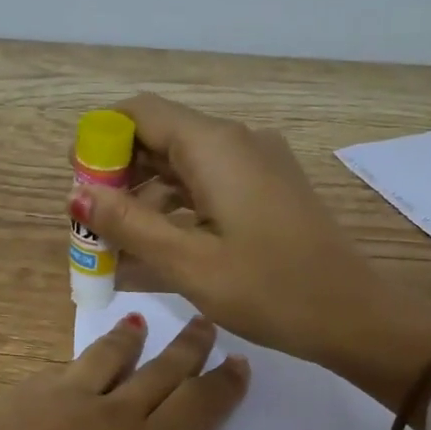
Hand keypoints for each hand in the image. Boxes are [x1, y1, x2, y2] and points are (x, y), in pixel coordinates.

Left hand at [0, 315, 263, 429]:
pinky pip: (66, 368)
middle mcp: (114, 415)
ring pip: (111, 360)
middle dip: (187, 350)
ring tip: (143, 322)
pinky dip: (83, 355)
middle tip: (206, 323)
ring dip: (132, 340)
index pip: (199, 409)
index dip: (222, 386)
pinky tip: (79, 359)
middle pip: (160, 374)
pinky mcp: (21, 397)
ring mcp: (64, 400)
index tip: (239, 361)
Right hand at [67, 94, 430, 408]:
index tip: (76, 182)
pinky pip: (210, 184)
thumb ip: (129, 224)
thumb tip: (77, 193)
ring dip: (146, 195)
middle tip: (91, 221)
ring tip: (118, 242)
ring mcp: (258, 165)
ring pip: (185, 164)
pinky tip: (160, 245)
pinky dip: (177, 207)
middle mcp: (238, 142)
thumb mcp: (188, 263)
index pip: (140, 113)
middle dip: (120, 172)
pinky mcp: (269, 189)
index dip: (101, 139)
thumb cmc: (269, 290)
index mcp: (216, 147)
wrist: (354, 316)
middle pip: (161, 136)